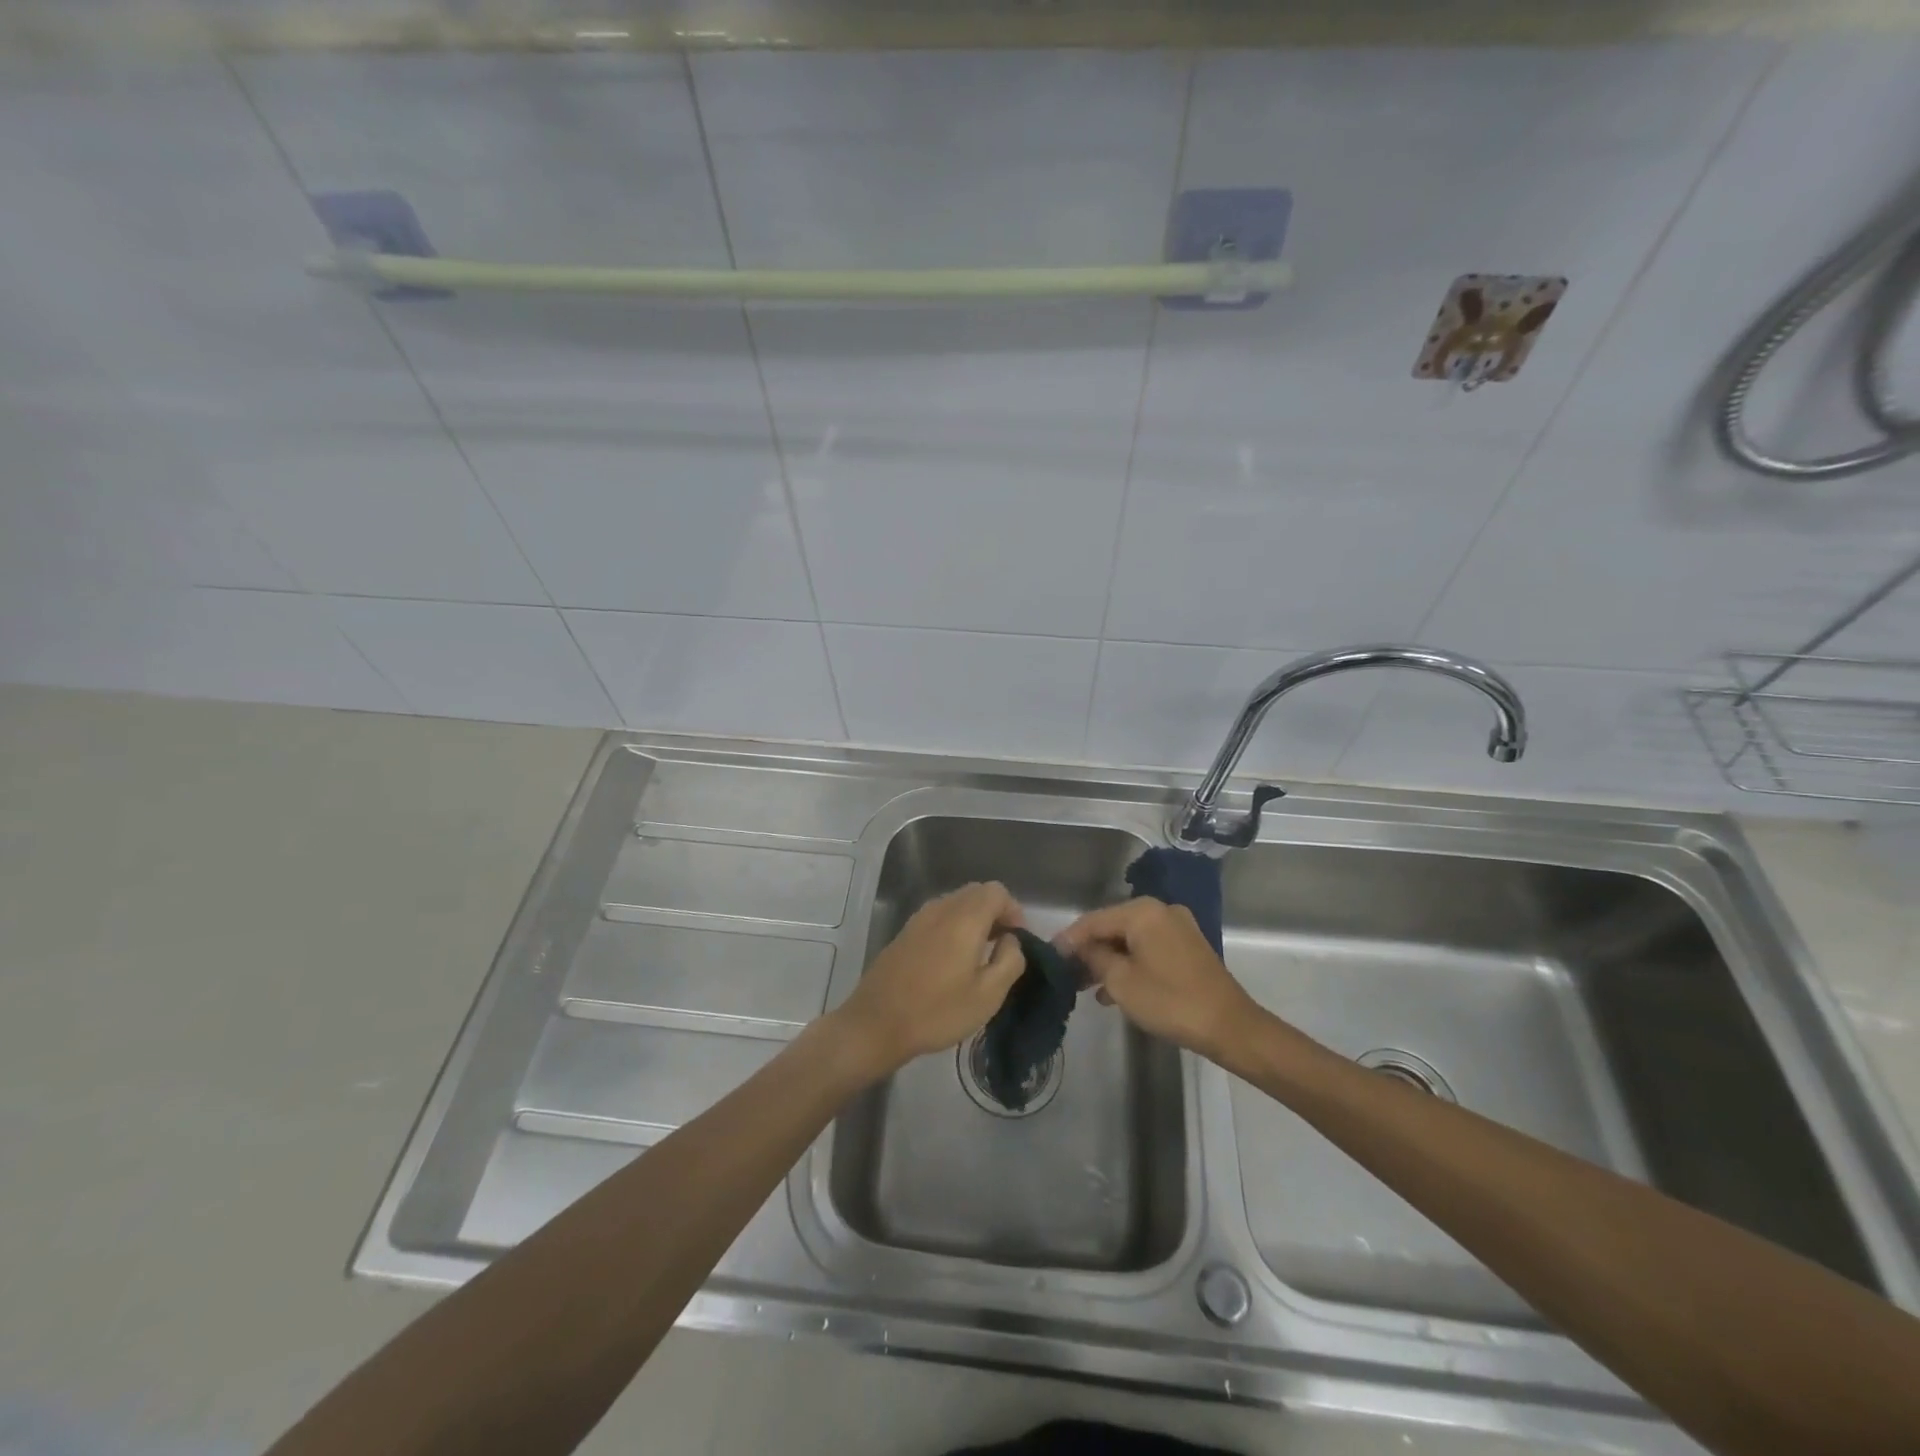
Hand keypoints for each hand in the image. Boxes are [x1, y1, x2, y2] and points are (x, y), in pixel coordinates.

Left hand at [831, 881, 1026, 1078]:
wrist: (876, 1024)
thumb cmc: (937, 1011)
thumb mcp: (988, 995)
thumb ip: (1010, 960)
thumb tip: (1011, 940)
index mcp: (964, 918)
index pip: (997, 891)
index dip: (1014, 911)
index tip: (1018, 940)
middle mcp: (941, 908)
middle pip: (976, 892)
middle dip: (995, 912)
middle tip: (1002, 946)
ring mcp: (919, 918)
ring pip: (956, 903)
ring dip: (974, 919)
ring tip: (979, 955)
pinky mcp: (905, 932)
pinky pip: (938, 916)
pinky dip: (954, 926)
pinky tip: (952, 960)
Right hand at [1058, 898, 1257, 1061]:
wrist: (1230, 1027)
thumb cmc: (1170, 1001)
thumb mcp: (1121, 982)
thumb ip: (1094, 958)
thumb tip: (1079, 949)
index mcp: (1143, 912)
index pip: (1093, 920)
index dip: (1069, 939)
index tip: (1049, 957)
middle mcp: (1161, 910)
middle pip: (1112, 927)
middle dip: (1089, 951)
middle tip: (1067, 975)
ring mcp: (1178, 928)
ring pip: (1131, 939)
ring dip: (1109, 960)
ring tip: (1088, 987)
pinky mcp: (1188, 947)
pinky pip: (1148, 948)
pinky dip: (1131, 963)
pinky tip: (1116, 989)